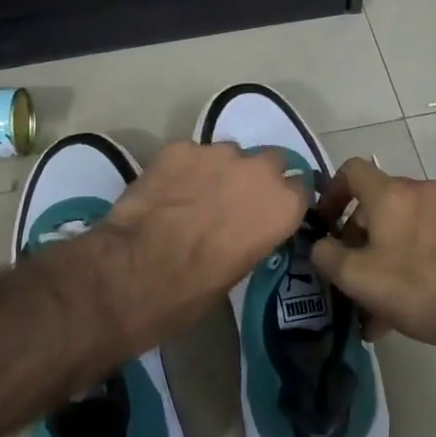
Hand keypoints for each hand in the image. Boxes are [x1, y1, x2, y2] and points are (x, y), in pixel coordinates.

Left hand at [95, 141, 307, 349]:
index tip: (270, 212)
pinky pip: (191, 154)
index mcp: (282, 206)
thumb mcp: (240, 270)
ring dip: (220, 170)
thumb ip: (254, 236)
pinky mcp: (180, 147)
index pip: (301, 189)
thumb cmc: (193, 289)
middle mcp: (259, 171)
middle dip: (256, 177)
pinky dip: (184, 168)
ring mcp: (218, 153)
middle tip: (233, 200)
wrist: (135, 271)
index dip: (283, 200)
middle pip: (271, 161)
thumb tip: (244, 228)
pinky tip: (166, 190)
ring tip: (194, 195)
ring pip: (229, 153)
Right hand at [308, 158, 435, 351]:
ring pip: (399, 228)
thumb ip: (327, 255)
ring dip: (380, 258)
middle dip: (355, 238)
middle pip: (375, 203)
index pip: (351, 170)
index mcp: (391, 192)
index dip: (331, 193)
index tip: (326, 225)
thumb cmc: (416, 285)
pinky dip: (405, 265)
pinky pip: (422, 242)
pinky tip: (398, 310)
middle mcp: (420, 192)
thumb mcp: (356, 277)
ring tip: (370, 305)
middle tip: (347, 273)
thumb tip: (321, 246)